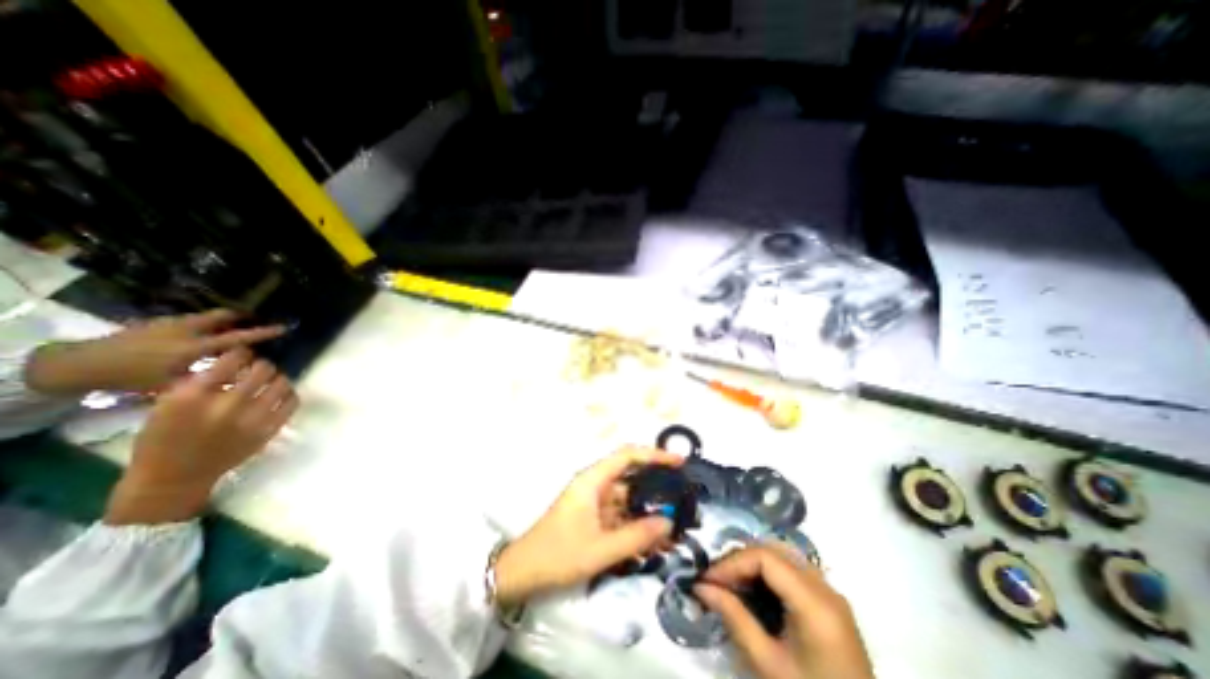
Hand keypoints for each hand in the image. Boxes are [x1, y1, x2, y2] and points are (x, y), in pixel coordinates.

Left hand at [27, 309, 286, 397]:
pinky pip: (191, 319)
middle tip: (253, 321)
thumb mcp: (173, 385)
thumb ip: (209, 379)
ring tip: (229, 327)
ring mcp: (171, 323)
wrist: (79, 364)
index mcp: (195, 347)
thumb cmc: (132, 379)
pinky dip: (203, 324)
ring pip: (207, 316)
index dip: (262, 333)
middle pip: (223, 316)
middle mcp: (188, 330)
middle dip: (241, 317)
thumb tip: (241, 378)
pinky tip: (198, 334)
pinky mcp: (157, 322)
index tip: (283, 328)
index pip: (238, 337)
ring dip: (221, 320)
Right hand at [106, 347, 300, 526]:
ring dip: (278, 378)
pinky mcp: (269, 430)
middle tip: (259, 367)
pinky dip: (289, 394)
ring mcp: (252, 419)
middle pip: (263, 370)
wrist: (173, 479)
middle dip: (262, 365)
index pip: (230, 361)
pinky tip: (280, 394)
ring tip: (271, 379)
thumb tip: (233, 361)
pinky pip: (292, 402)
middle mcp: (227, 406)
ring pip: (282, 383)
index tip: (243, 354)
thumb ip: (199, 383)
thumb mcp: (166, 406)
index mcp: (192, 397)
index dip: (241, 354)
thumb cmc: (163, 440)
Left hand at [491, 447, 678, 605]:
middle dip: (657, 487)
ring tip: (675, 526)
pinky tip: (653, 540)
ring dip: (648, 511)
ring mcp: (594, 501)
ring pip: (628, 499)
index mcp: (593, 480)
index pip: (628, 456)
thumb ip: (637, 536)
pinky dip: (636, 524)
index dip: (654, 454)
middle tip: (684, 498)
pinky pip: (620, 515)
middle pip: (631, 477)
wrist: (522, 573)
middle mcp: (595, 485)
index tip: (679, 462)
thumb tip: (669, 523)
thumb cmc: (558, 554)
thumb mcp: (600, 549)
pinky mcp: (593, 517)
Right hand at [695, 544, 874, 677]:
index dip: (732, 562)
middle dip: (739, 560)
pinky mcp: (830, 602)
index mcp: (815, 603)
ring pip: (782, 556)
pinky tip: (753, 590)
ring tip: (729, 583)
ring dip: (752, 564)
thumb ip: (734, 618)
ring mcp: (831, 593)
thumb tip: (701, 587)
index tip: (708, 579)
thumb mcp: (768, 664)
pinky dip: (767, 573)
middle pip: (773, 551)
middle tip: (715, 580)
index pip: (765, 557)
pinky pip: (792, 570)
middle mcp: (826, 587)